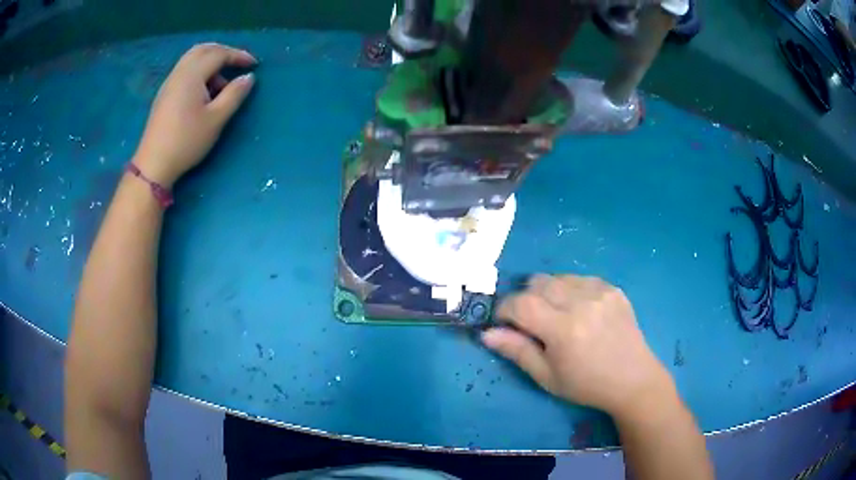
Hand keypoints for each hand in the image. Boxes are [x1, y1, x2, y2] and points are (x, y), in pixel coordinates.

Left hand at [133, 43, 257, 187]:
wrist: (154, 164)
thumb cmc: (186, 141)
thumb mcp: (216, 119)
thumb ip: (234, 94)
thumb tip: (248, 77)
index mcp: (192, 75)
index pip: (219, 54)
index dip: (238, 55)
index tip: (254, 64)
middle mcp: (179, 73)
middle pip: (203, 50)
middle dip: (223, 52)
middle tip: (237, 63)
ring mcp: (169, 83)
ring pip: (192, 59)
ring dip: (210, 62)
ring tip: (222, 81)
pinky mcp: (164, 94)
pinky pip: (184, 71)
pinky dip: (199, 71)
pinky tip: (204, 91)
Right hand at [482, 274, 672, 417]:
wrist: (633, 379)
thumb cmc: (586, 385)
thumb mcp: (546, 377)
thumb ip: (516, 351)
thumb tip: (486, 333)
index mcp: (563, 329)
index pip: (520, 303)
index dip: (504, 309)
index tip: (504, 321)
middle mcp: (582, 303)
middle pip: (537, 283)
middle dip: (525, 299)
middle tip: (532, 322)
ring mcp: (600, 292)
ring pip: (558, 277)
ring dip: (548, 292)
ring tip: (557, 316)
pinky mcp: (613, 288)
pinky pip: (580, 278)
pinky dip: (570, 291)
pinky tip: (580, 311)